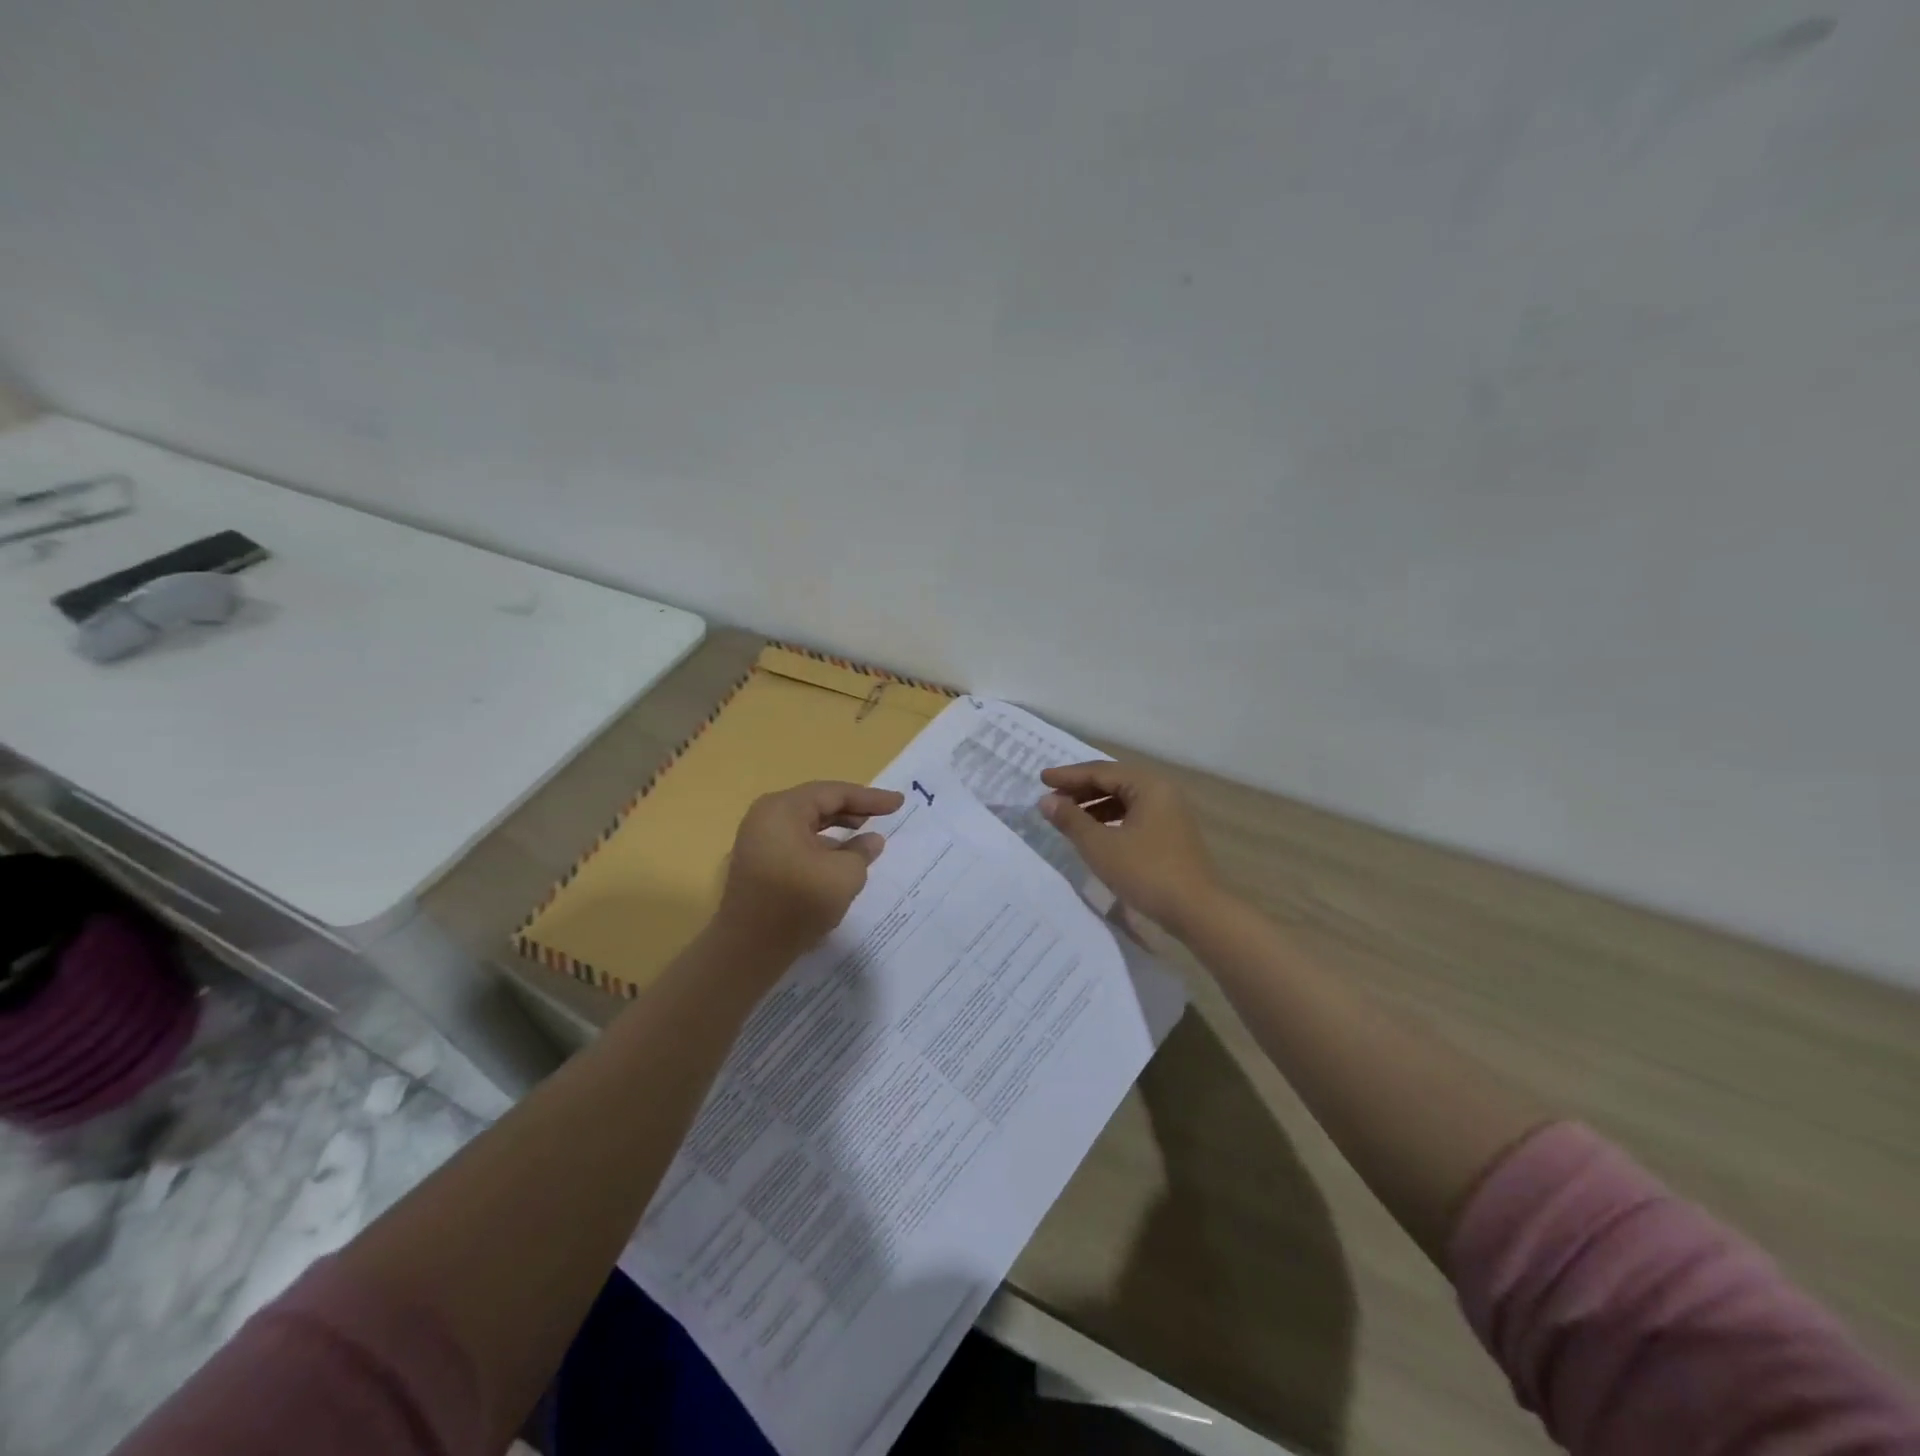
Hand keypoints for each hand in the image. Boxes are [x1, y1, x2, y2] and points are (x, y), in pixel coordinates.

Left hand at [714, 782, 905, 965]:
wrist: (749, 949)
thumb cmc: (799, 902)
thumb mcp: (845, 875)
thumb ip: (862, 851)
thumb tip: (871, 840)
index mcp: (783, 809)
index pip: (834, 793)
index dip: (870, 798)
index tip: (898, 803)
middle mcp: (766, 817)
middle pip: (817, 804)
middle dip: (852, 809)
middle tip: (883, 815)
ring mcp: (758, 840)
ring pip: (806, 824)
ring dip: (837, 828)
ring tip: (864, 834)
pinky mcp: (759, 862)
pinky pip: (796, 842)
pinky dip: (821, 845)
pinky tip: (839, 858)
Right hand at [1039, 761, 1223, 935]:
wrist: (1196, 911)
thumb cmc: (1146, 872)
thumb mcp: (1100, 846)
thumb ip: (1071, 820)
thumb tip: (1046, 801)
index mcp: (1148, 785)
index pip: (1100, 771)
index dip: (1068, 775)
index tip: (1041, 779)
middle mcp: (1162, 791)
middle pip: (1114, 781)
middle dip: (1080, 789)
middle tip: (1051, 797)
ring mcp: (1170, 812)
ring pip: (1124, 799)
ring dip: (1094, 805)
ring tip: (1067, 816)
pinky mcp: (1171, 833)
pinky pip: (1134, 814)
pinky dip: (1110, 819)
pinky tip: (1094, 832)